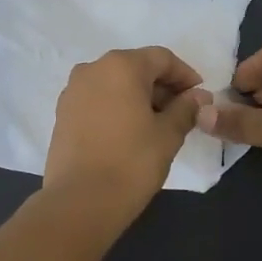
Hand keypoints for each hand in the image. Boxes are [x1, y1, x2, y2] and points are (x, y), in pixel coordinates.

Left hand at [42, 47, 210, 213]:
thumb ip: (186, 109)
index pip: (162, 58)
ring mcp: (72, 91)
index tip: (199, 98)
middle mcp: (93, 69)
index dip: (185, 75)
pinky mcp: (62, 114)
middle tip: (181, 113)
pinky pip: (97, 100)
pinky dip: (117, 107)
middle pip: (136, 67)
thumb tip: (199, 97)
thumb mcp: (168, 134)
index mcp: (121, 66)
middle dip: (161, 86)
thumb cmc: (132, 162)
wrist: (80, 201)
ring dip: (138, 97)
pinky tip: (129, 132)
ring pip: (114, 84)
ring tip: (156, 125)